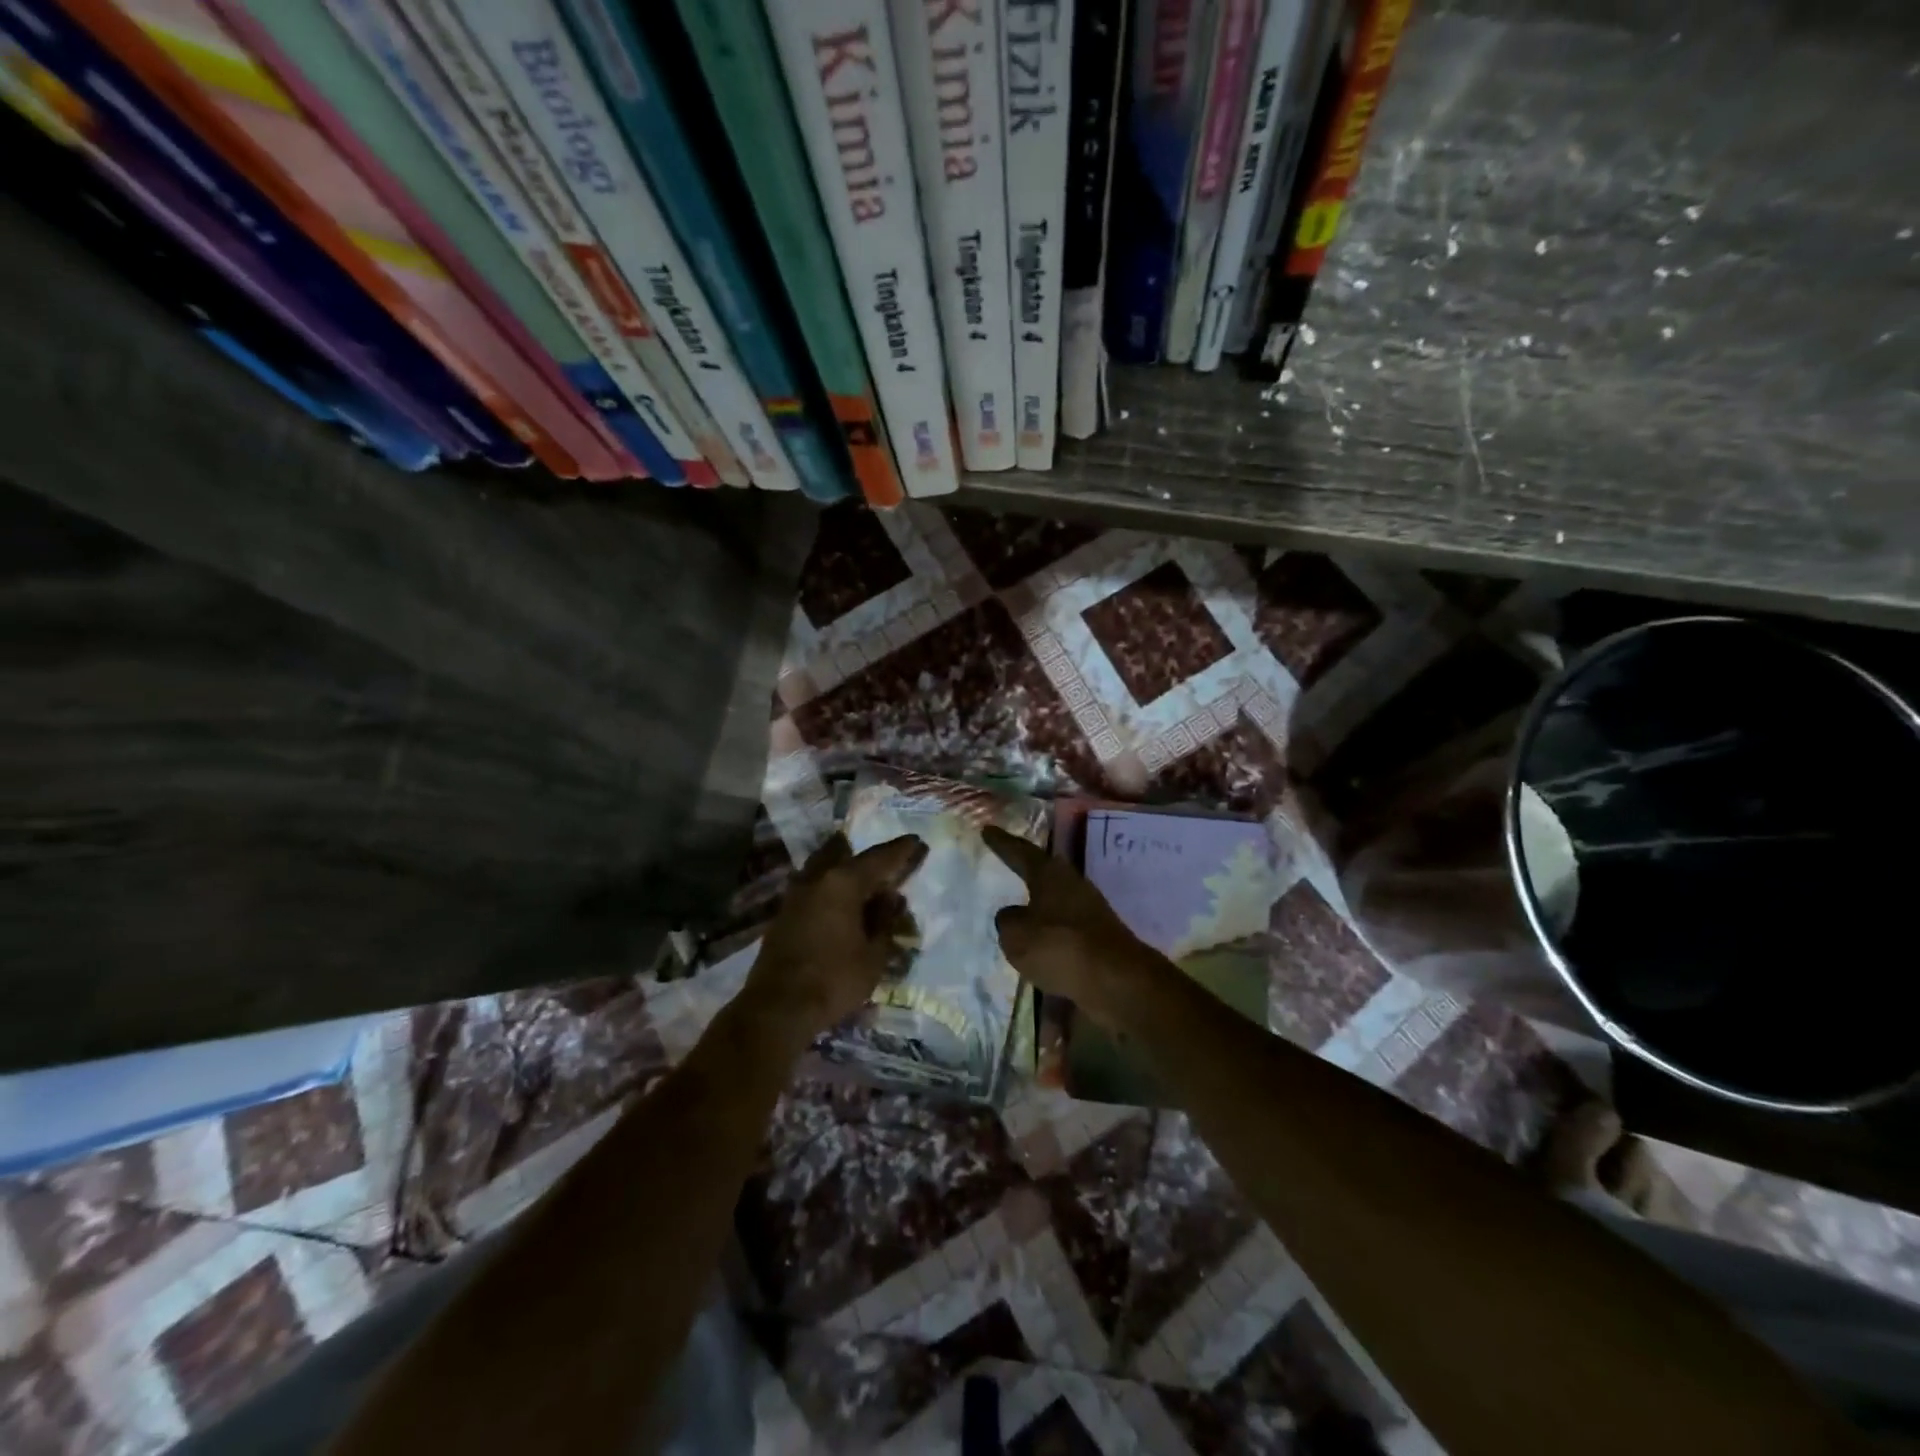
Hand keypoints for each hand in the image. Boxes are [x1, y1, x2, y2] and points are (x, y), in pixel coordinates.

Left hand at [744, 832, 927, 1046]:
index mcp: (842, 882)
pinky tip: (839, 900)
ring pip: (823, 868)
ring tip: (862, 876)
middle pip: (843, 854)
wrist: (778, 1007)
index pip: (878, 858)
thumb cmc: (834, 979)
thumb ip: (884, 921)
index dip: (900, 850)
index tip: (916, 841)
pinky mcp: (784, 914)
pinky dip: (829, 886)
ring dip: (843, 867)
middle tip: (886, 858)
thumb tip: (890, 898)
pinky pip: (813, 887)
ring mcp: (796, 895)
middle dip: (866, 854)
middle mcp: (817, 879)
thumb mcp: (873, 955)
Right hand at [982, 825, 1161, 1025]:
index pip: (1021, 852)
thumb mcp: (1016, 934)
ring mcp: (1090, 911)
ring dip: (1039, 904)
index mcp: (1050, 875)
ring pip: (1056, 901)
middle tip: (1008, 862)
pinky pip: (1066, 931)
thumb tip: (1013, 915)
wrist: (1116, 980)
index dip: (1002, 843)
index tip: (987, 830)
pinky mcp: (1100, 937)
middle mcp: (1072, 885)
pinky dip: (1051, 935)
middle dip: (1026, 868)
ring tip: (1020, 909)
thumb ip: (1008, 920)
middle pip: (1045, 872)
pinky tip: (1040, 948)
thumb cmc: (1059, 947)